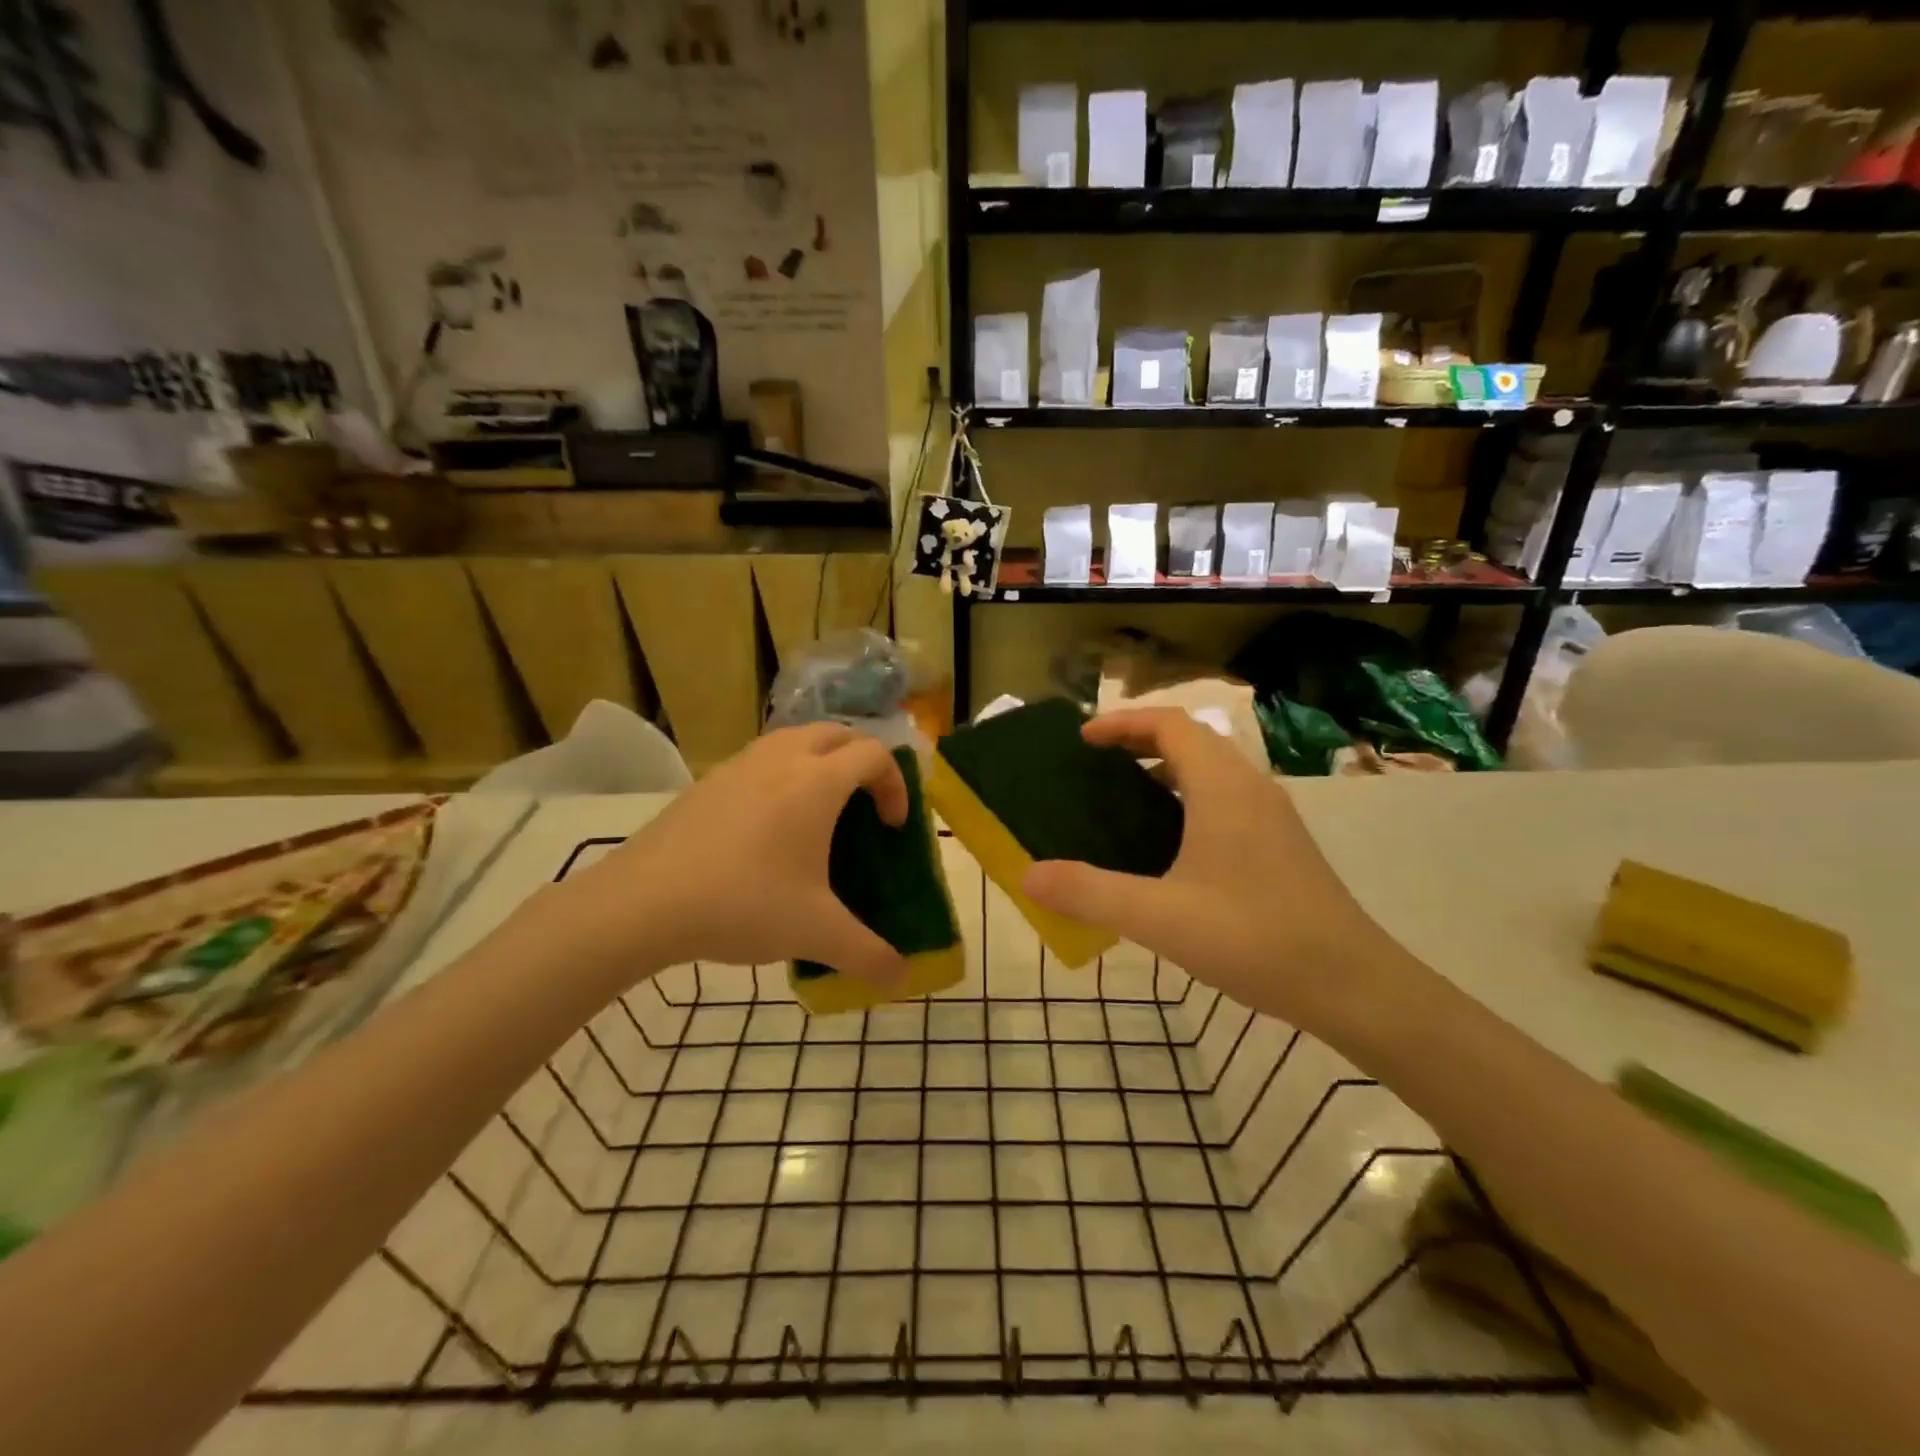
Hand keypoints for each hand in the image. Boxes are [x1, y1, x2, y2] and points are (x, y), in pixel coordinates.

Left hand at [552, 724, 911, 987]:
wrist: (641, 903)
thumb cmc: (742, 904)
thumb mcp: (815, 933)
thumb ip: (868, 955)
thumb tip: (902, 978)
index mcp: (817, 782)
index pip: (875, 755)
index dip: (896, 784)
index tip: (891, 827)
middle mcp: (782, 758)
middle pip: (838, 734)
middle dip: (862, 760)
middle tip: (865, 803)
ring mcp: (740, 764)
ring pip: (795, 739)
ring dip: (820, 761)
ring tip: (819, 809)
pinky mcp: (708, 781)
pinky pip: (761, 759)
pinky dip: (782, 773)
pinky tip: (768, 826)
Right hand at [1021, 709, 1397, 1036]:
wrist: (1354, 985)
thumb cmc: (1254, 938)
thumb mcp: (1159, 917)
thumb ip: (1088, 892)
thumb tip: (1027, 874)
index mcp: (1222, 787)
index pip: (1169, 725)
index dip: (1123, 723)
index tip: (1083, 740)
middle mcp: (1250, 788)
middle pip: (1191, 741)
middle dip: (1140, 742)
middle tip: (1095, 767)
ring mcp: (1271, 817)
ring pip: (1212, 771)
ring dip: (1166, 771)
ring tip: (1123, 801)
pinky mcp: (1281, 844)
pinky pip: (1225, 799)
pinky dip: (1188, 799)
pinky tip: (1168, 848)